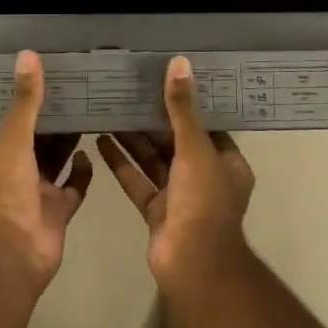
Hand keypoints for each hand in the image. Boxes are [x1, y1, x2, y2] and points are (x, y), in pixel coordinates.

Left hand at [0, 51, 91, 295]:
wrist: (15, 256)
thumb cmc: (6, 195)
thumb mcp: (13, 141)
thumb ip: (25, 103)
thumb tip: (28, 55)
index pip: (12, 122)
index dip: (28, 102)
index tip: (50, 78)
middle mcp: (14, 173)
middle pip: (37, 140)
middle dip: (54, 120)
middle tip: (80, 91)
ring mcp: (37, 194)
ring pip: (56, 161)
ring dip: (69, 142)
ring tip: (92, 113)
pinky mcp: (58, 211)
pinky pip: (73, 186)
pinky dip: (82, 171)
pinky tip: (94, 153)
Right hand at [96, 56, 255, 299]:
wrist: (192, 263)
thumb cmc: (203, 201)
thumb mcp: (195, 149)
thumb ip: (182, 109)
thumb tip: (179, 64)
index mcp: (226, 163)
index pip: (207, 126)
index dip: (187, 104)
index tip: (164, 81)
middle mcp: (205, 178)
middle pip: (176, 142)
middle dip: (153, 120)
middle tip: (128, 92)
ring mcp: (179, 197)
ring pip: (154, 161)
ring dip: (133, 140)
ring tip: (109, 111)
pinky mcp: (156, 211)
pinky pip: (138, 181)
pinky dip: (121, 164)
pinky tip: (100, 141)